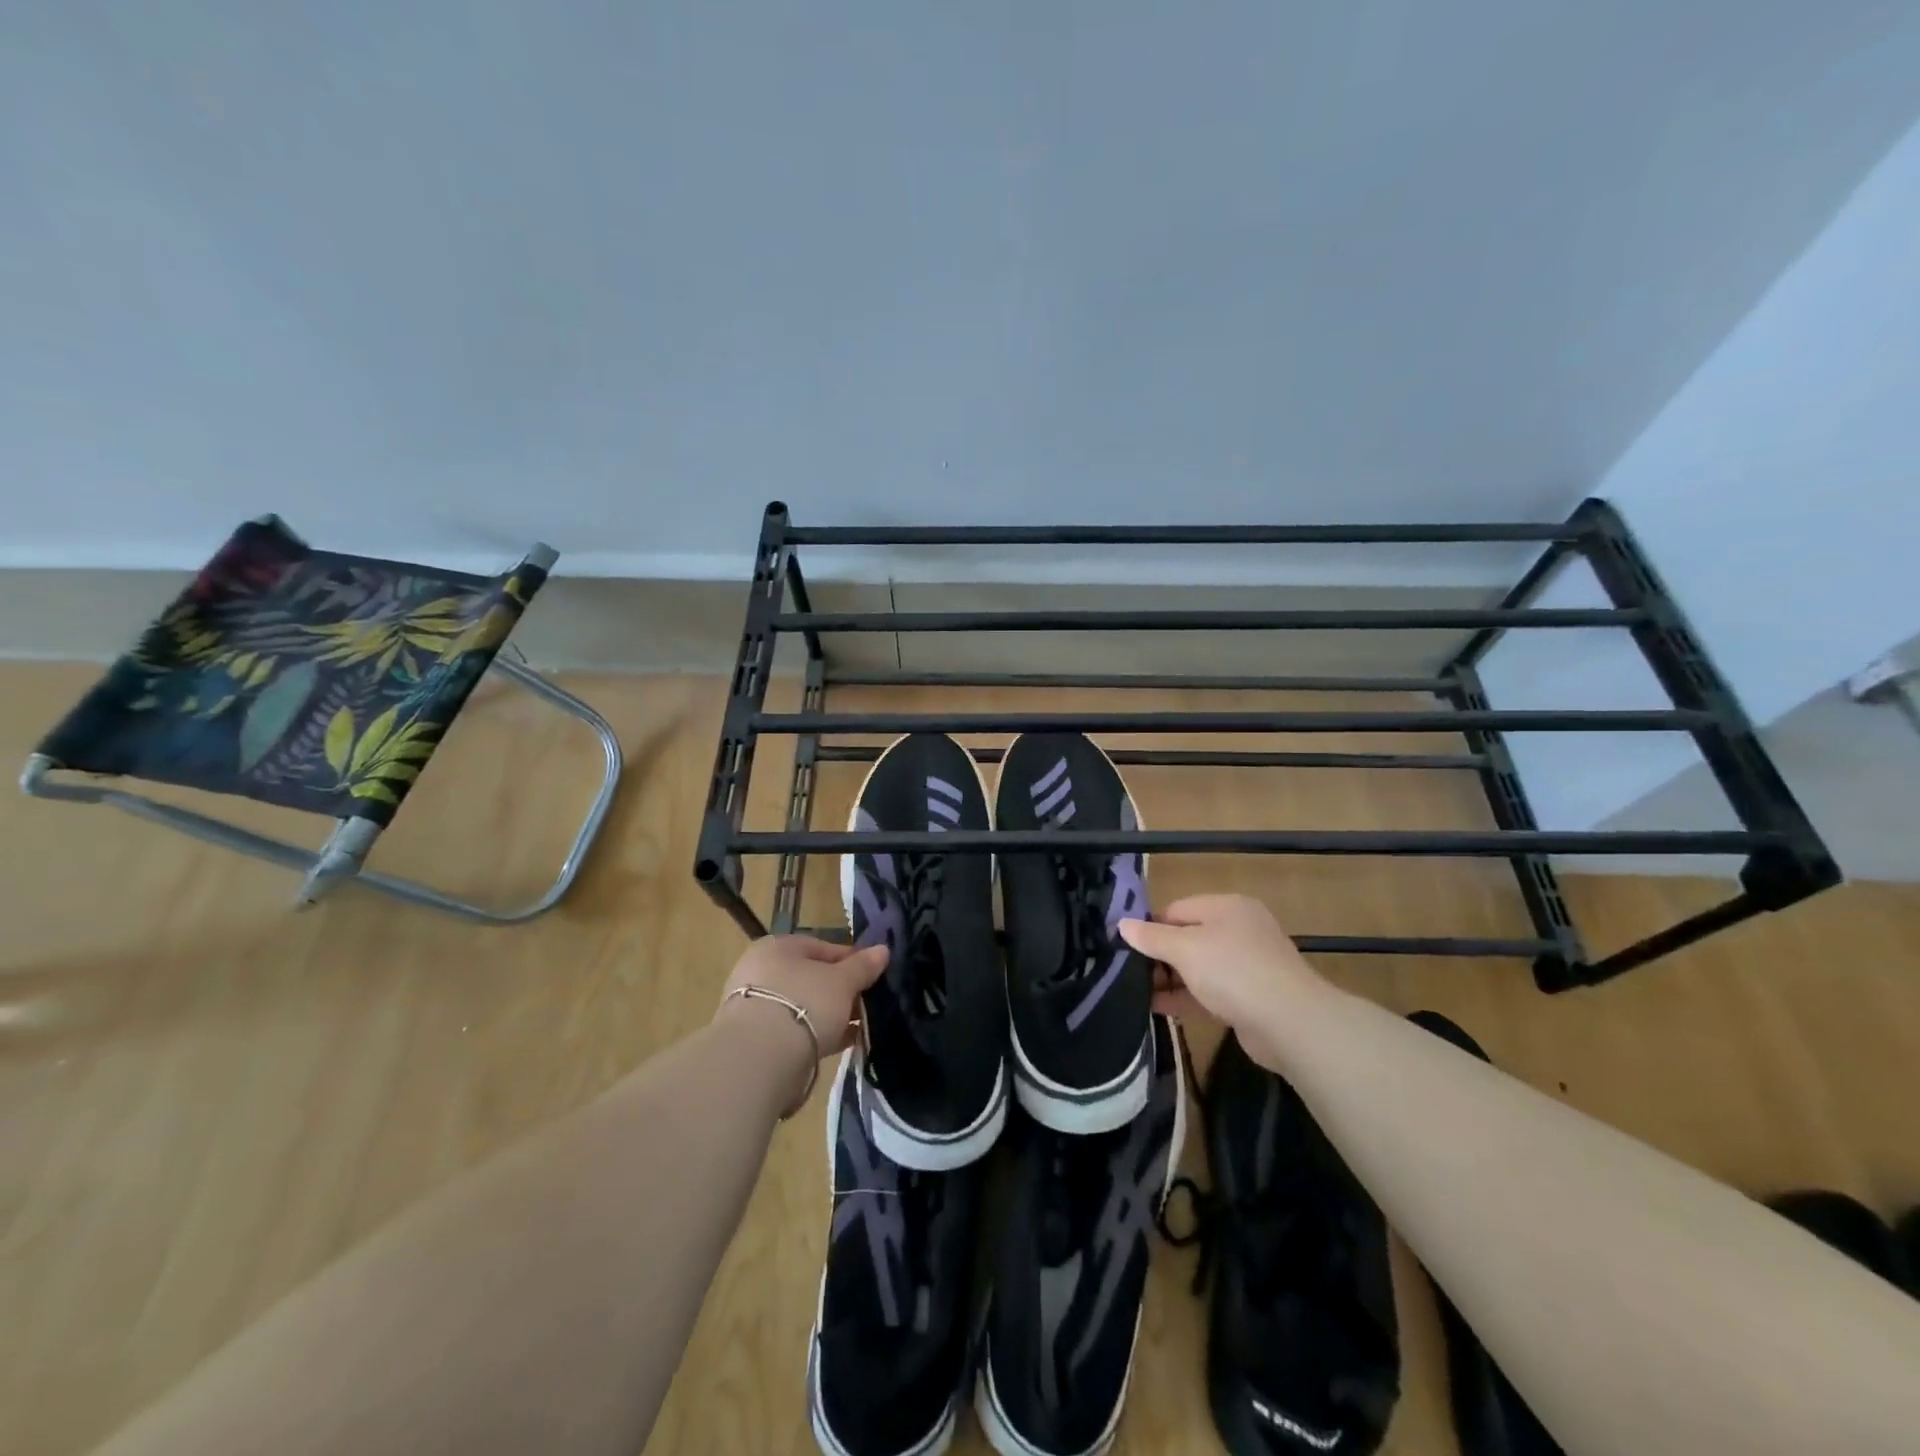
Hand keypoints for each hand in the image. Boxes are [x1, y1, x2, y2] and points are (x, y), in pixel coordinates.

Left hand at [716, 935, 887, 1058]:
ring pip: (802, 1005)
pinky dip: (816, 1034)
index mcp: (777, 946)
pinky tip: (840, 1044)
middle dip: (840, 991)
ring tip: (857, 1027)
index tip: (872, 977)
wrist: (759, 1058)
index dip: (851, 960)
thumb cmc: (804, 1003)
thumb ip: (862, 966)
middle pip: (811, 977)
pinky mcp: (754, 1039)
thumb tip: (883, 950)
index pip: (822, 947)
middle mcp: (760, 970)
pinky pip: (793, 1030)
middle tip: (865, 1005)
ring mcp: (754, 1006)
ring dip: (829, 1014)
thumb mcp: (842, 982)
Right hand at [1118, 894, 1326, 1069]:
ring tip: (1135, 993)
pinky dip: (1186, 997)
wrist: (1290, 1023)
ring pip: (1198, 967)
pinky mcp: (1250, 997)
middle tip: (1128, 973)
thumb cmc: (1233, 971)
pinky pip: (1210, 991)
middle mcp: (1239, 930)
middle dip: (1159, 956)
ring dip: (1170, 979)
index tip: (1125, 948)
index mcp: (1227, 907)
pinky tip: (1158, 1008)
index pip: (1177, 909)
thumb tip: (1122, 924)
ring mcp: (1247, 964)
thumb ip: (1151, 937)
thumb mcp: (1185, 949)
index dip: (1150, 927)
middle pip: (1187, 937)